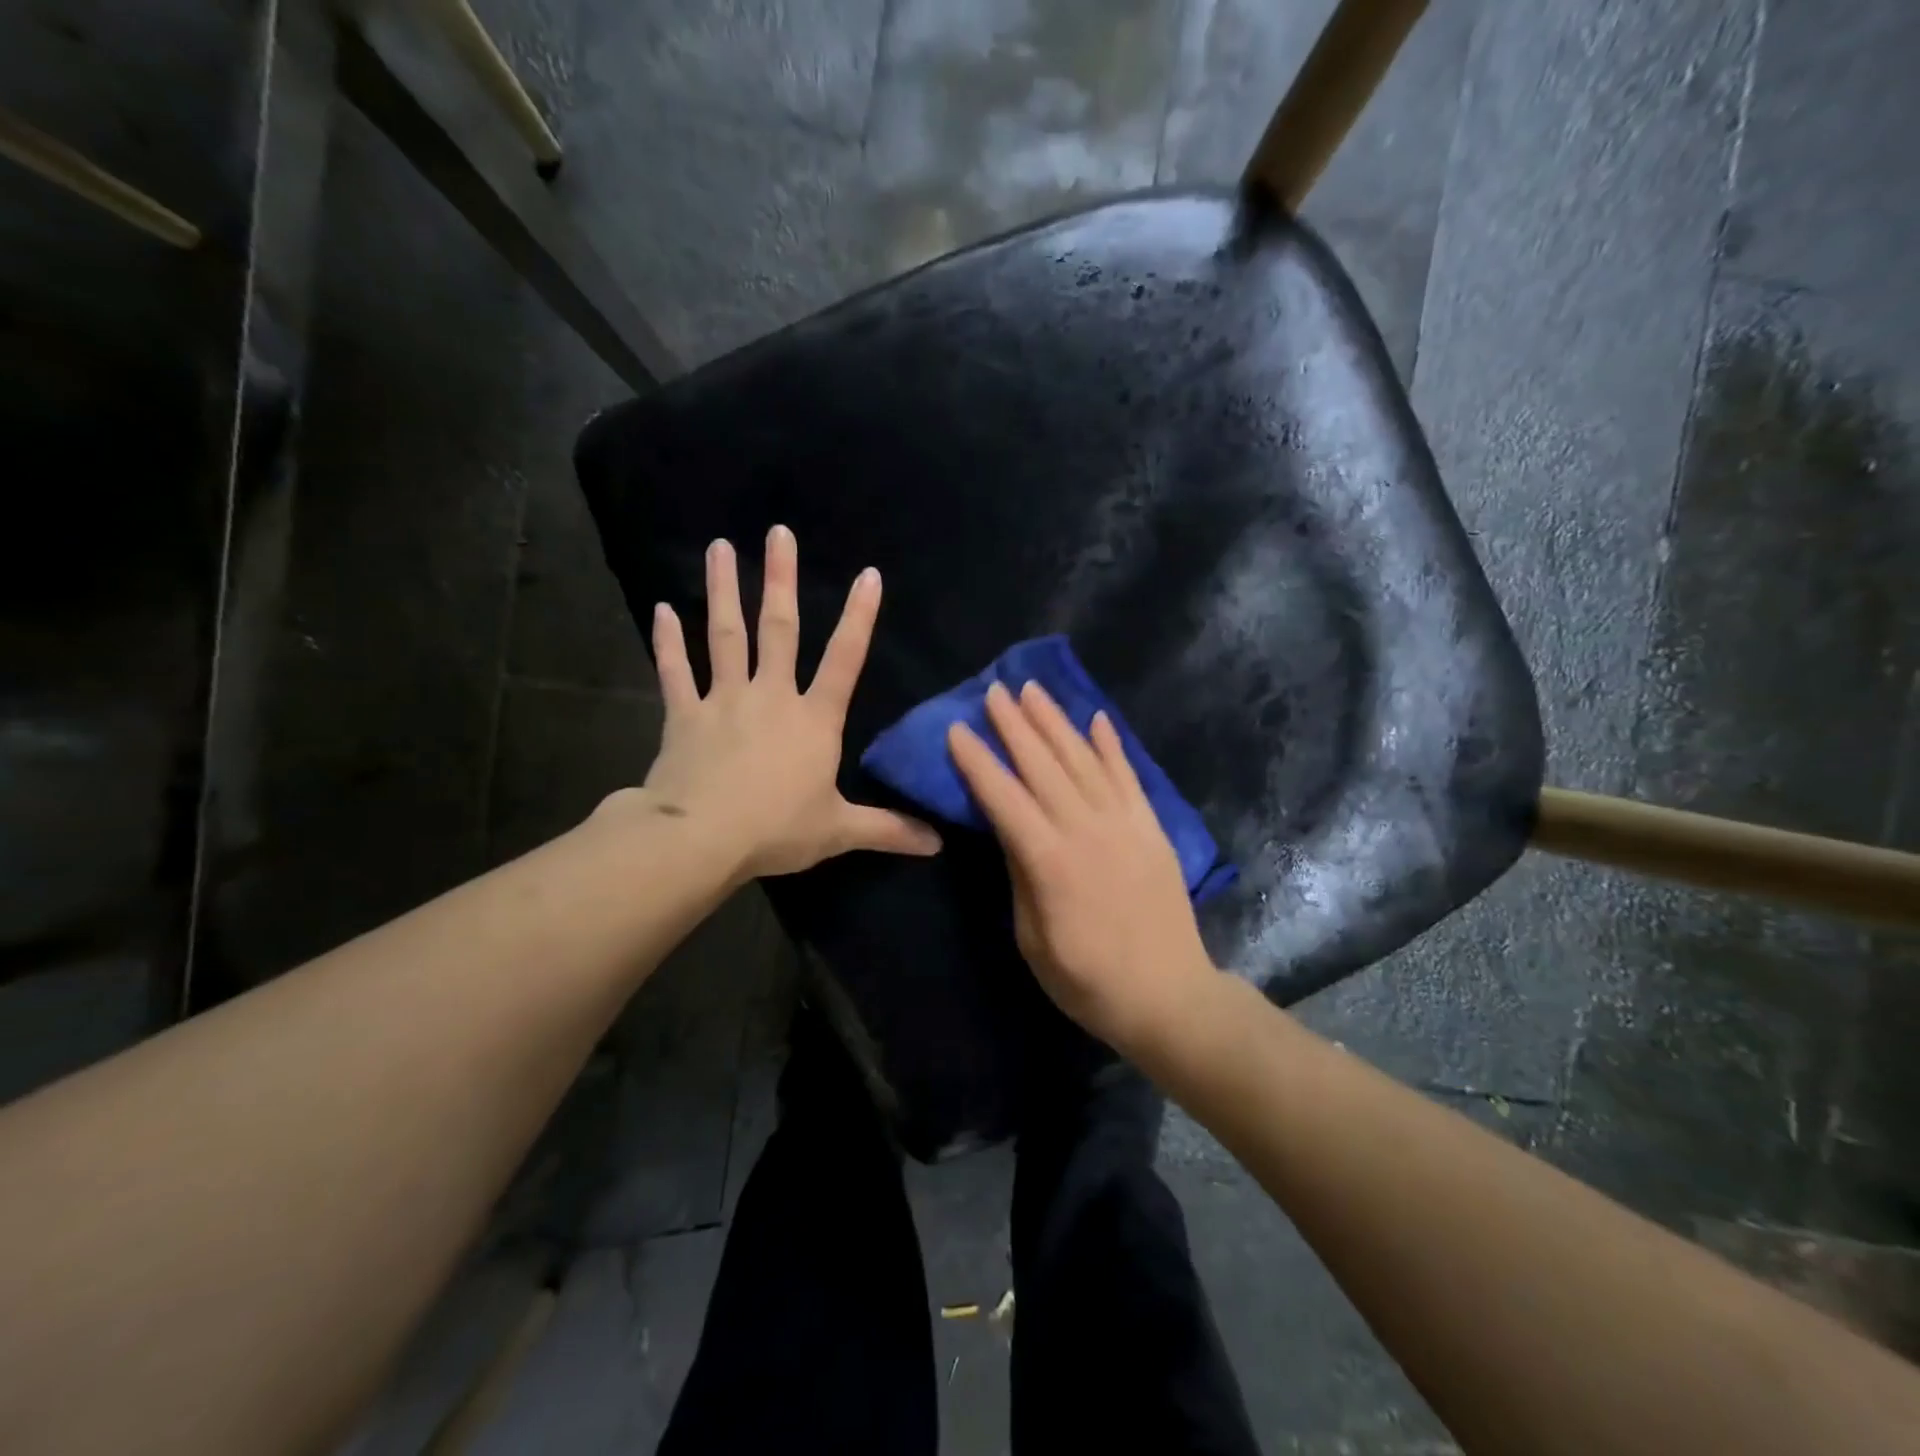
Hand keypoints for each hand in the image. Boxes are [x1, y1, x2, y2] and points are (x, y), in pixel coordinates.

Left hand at [629, 526, 940, 878]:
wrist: (702, 838)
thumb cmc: (777, 829)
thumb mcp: (840, 831)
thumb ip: (889, 829)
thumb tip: (939, 843)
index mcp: (813, 719)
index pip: (844, 659)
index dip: (860, 617)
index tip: (869, 574)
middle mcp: (771, 696)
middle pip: (778, 629)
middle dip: (782, 579)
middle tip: (778, 532)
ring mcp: (723, 700)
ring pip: (725, 636)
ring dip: (723, 591)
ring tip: (720, 547)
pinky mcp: (684, 716)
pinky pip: (675, 672)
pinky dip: (668, 643)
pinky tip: (662, 610)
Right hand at [947, 681, 1218, 1058]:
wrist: (1169, 997)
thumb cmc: (1088, 980)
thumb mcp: (1032, 939)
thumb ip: (1020, 876)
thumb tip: (1010, 830)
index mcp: (1049, 861)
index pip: (1004, 798)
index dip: (978, 761)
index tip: (958, 728)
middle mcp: (1086, 829)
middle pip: (1043, 766)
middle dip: (1015, 725)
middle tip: (995, 689)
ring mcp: (1124, 824)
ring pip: (1084, 760)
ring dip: (1056, 722)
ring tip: (1034, 690)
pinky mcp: (1152, 828)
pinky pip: (1129, 776)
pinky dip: (1111, 745)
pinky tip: (1097, 719)